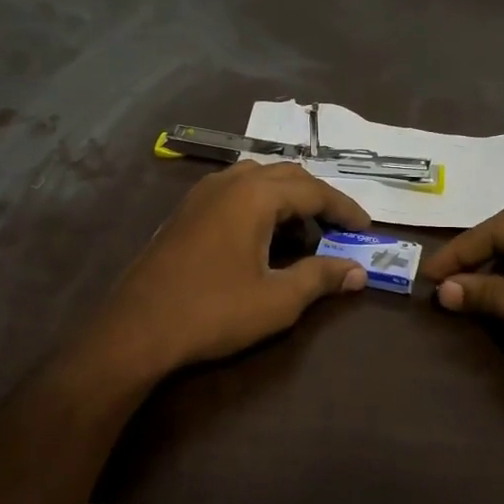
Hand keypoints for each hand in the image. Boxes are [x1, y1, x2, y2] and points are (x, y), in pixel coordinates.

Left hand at [81, 161, 370, 382]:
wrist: (137, 329)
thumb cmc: (213, 312)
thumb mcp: (277, 300)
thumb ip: (320, 278)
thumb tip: (358, 272)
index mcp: (254, 195)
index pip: (314, 190)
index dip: (345, 209)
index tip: (366, 230)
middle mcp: (228, 182)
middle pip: (286, 175)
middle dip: (318, 199)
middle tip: (339, 228)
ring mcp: (200, 194)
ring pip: (256, 179)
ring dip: (286, 199)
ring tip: (303, 231)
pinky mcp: (184, 212)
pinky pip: (233, 192)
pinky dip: (259, 205)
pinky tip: (261, 236)